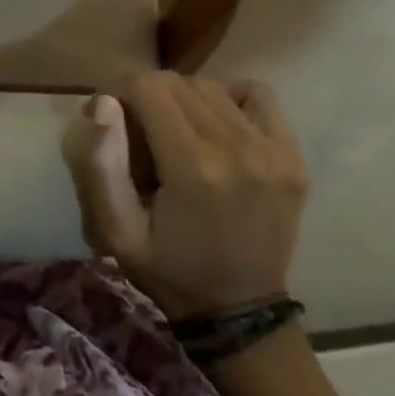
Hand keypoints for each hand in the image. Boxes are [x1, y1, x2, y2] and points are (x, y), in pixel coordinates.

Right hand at [63, 73, 307, 319]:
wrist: (241, 313)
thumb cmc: (169, 270)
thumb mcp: (115, 231)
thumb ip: (101, 164)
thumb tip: (104, 102)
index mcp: (192, 167)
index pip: (147, 86)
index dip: (120, 91)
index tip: (111, 116)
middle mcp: (236, 148)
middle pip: (178, 82)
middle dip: (147, 95)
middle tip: (139, 130)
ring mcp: (272, 151)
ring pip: (211, 86)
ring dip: (183, 98)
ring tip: (175, 130)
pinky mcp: (293, 157)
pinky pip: (258, 95)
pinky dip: (230, 97)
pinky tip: (216, 123)